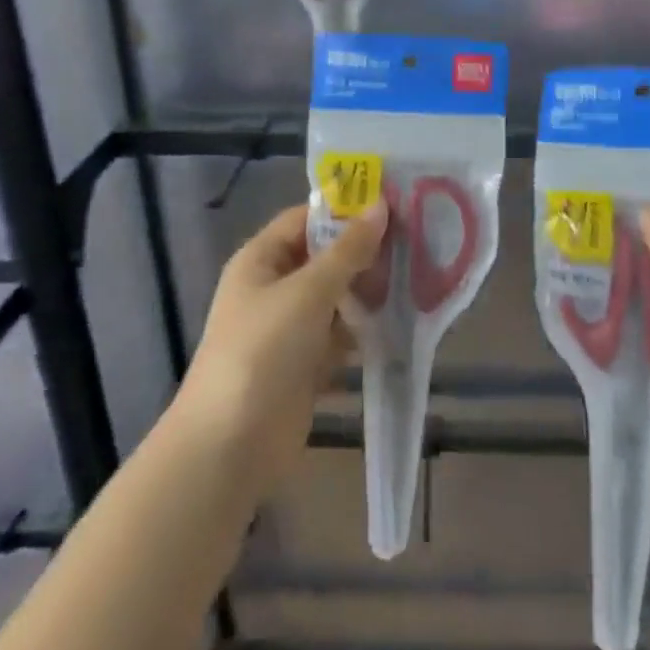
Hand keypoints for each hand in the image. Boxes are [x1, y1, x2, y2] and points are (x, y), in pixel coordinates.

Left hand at [180, 201, 388, 492]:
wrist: (231, 444)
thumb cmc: (263, 350)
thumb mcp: (308, 291)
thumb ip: (348, 250)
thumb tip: (381, 205)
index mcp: (261, 260)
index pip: (306, 219)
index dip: (345, 210)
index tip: (393, 205)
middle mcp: (273, 288)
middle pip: (324, 258)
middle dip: (364, 252)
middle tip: (415, 240)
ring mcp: (289, 328)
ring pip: (336, 298)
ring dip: (369, 291)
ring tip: (418, 276)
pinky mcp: (305, 364)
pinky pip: (340, 335)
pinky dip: (364, 330)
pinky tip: (401, 321)